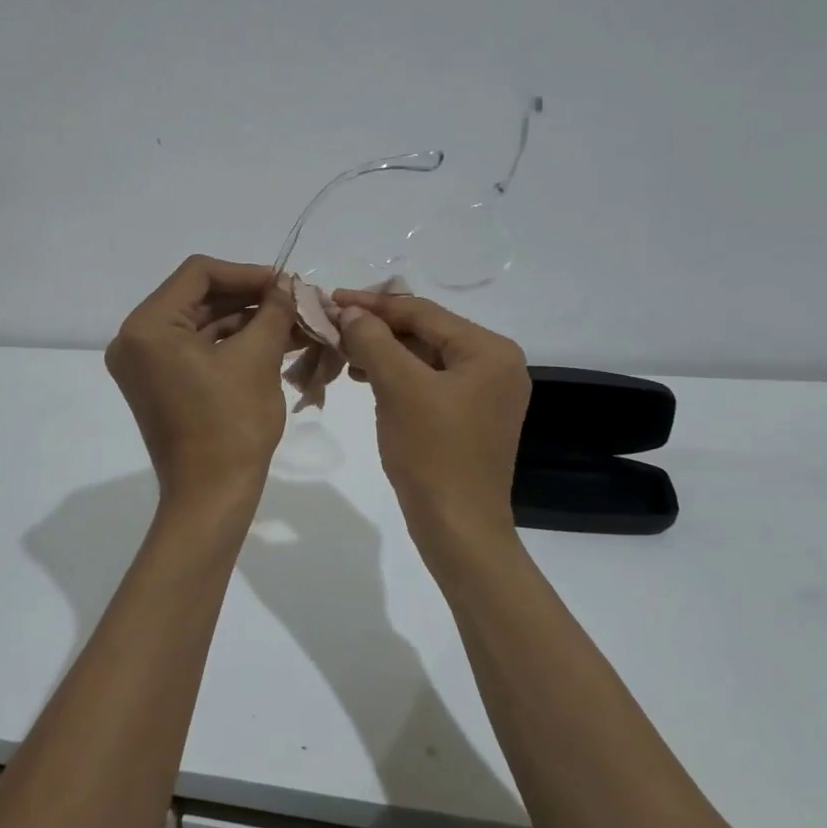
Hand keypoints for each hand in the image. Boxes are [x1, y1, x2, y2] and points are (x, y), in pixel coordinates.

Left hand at [106, 255, 297, 503]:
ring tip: (292, 322)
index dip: (247, 273)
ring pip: (201, 324)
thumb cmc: (232, 425)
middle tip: (293, 301)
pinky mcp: (160, 383)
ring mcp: (145, 364)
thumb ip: (274, 311)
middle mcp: (135, 339)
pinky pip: (197, 349)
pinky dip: (232, 344)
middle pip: (198, 298)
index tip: (286, 284)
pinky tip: (273, 341)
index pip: (198, 274)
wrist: (212, 497)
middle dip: (249, 298)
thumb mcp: (258, 359)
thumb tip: (289, 284)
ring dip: (246, 321)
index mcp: (148, 327)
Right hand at [332, 291, 529, 532]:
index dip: (374, 305)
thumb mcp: (399, 388)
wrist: (458, 529)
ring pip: (424, 358)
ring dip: (382, 353)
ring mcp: (484, 393)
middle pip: (426, 332)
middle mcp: (495, 365)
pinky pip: (428, 383)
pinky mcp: (469, 417)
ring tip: (342, 352)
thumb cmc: (433, 453)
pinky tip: (364, 377)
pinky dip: (396, 377)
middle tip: (333, 326)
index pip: (424, 313)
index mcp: (489, 351)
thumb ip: (374, 341)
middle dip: (377, 330)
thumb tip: (351, 312)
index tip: (332, 299)